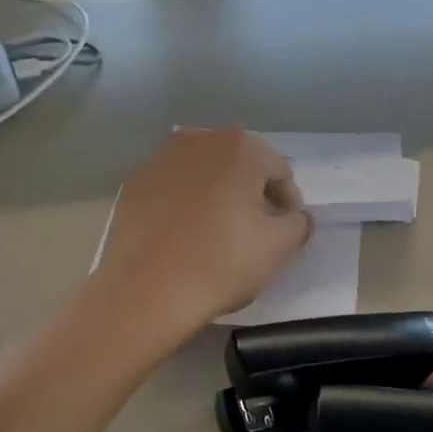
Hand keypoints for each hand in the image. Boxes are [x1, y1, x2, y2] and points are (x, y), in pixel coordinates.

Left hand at [97, 128, 311, 338]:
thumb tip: (296, 217)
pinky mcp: (133, 185)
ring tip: (219, 236)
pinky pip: (173, 191)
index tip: (287, 234)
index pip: (280, 172)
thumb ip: (298, 224)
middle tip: (256, 234)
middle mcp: (199, 141)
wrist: (148, 290)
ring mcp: (160, 160)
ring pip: (204, 176)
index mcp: (240, 147)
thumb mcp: (279, 247)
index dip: (289, 205)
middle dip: (252, 196)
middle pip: (240, 167)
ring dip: (218, 198)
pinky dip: (185, 207)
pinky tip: (185, 238)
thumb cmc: (223, 262)